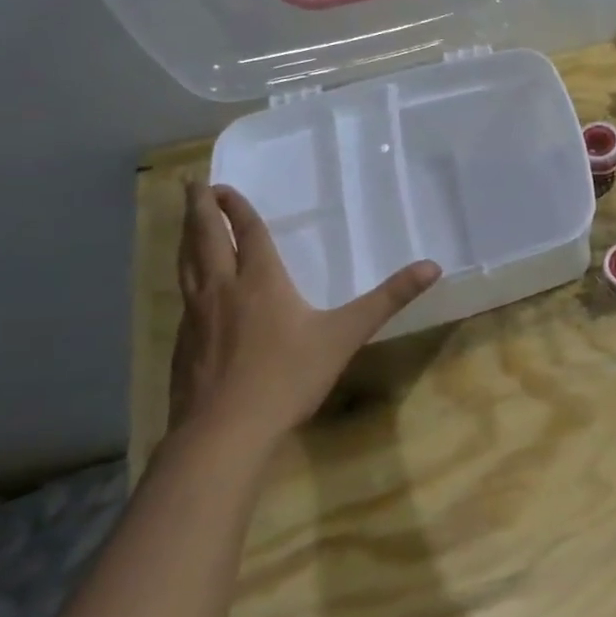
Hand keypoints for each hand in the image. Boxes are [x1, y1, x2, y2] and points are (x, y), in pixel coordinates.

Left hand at [169, 182, 440, 447]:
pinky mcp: (182, 344)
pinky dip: (185, 276)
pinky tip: (191, 288)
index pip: (246, 233)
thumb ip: (388, 299)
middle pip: (204, 239)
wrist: (223, 432)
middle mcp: (223, 289)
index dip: (236, 208)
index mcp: (260, 281)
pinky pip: (183, 296)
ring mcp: (196, 317)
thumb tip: (433, 266)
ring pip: (186, 265)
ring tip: (184, 222)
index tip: (223, 186)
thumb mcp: (346, 334)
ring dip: (185, 237)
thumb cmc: (288, 377)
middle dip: (198, 209)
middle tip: (192, 184)